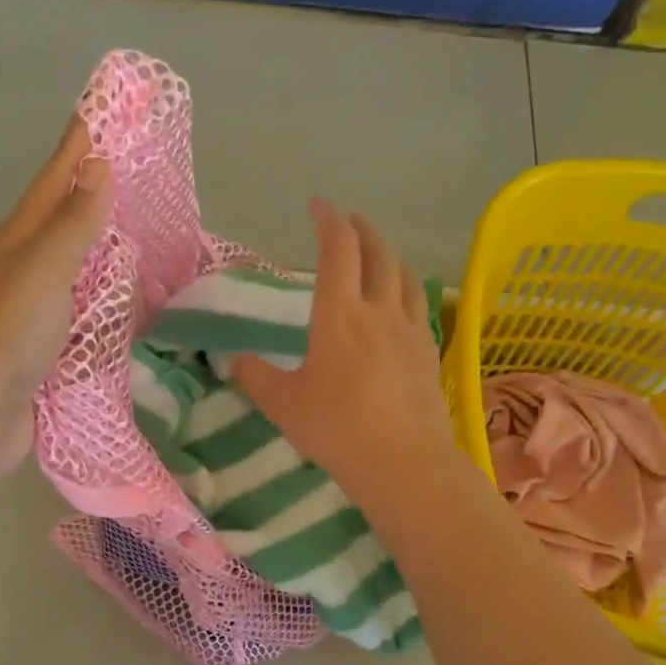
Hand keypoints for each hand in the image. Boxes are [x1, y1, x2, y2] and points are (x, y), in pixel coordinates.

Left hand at [0, 117, 111, 478]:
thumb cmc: (2, 339)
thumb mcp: (40, 272)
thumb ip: (72, 224)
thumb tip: (96, 163)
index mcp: (21, 241)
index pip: (57, 178)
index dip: (81, 142)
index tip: (109, 106)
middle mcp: (28, 270)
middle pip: (69, 219)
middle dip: (102, 190)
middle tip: (146, 168)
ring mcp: (38, 313)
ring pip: (82, 269)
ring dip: (111, 248)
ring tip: (152, 230)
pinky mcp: (51, 352)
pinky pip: (89, 315)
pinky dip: (113, 302)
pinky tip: (137, 302)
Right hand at [231, 199, 456, 501]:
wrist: (401, 459)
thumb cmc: (334, 427)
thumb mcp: (282, 403)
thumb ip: (256, 377)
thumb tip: (237, 361)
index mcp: (338, 313)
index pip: (336, 250)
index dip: (328, 221)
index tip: (319, 205)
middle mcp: (378, 310)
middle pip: (377, 254)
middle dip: (362, 231)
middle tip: (351, 221)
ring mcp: (410, 330)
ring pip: (406, 277)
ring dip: (391, 256)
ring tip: (382, 253)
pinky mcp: (428, 354)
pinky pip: (421, 307)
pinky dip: (410, 290)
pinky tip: (406, 302)